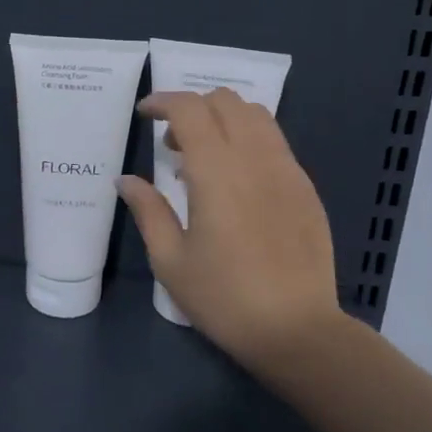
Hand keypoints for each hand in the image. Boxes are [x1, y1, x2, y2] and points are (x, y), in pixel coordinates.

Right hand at [116, 88, 342, 369]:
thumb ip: (148, 210)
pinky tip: (239, 181)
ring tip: (206, 158)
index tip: (144, 114)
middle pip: (225, 100)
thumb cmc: (224, 298)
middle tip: (173, 146)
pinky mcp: (306, 187)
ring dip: (224, 119)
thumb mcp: (170, 261)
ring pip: (256, 115)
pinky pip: (275, 142)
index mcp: (217, 171)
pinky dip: (249, 140)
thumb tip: (125, 180)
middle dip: (193, 108)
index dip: (163, 101)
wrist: (297, 330)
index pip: (190, 108)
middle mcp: (255, 158)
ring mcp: (287, 169)